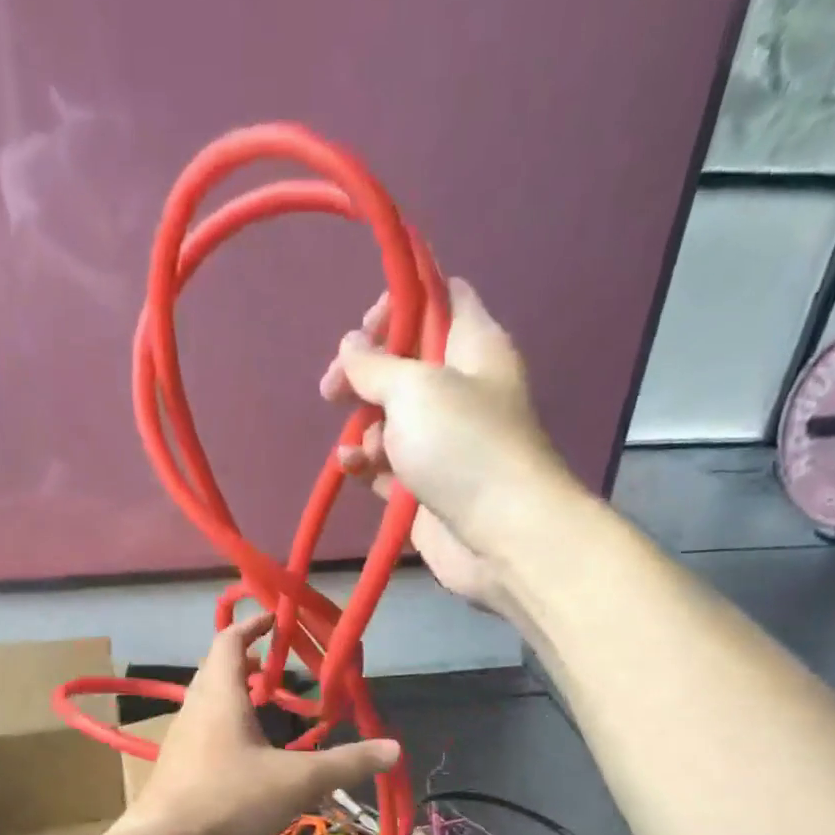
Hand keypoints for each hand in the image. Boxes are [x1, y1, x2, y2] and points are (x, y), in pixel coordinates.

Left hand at [121, 616, 399, 834]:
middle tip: (279, 668)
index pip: (229, 641)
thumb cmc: (231, 797)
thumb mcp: (298, 780)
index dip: (251, 626)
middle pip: (216, 667)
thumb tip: (394, 748)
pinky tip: (245, 751)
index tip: (275, 620)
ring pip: (207, 698)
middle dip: (247, 660)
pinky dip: (225, 720)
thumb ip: (346, 763)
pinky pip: (202, 725)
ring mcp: (180, 735)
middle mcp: (195, 706)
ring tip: (265, 706)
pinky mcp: (175, 762)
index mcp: (220, 694)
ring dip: (235, 692)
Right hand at [319, 278, 582, 611]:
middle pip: (404, 361)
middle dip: (364, 372)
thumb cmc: (463, 446)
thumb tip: (352, 345)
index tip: (364, 327)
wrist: (501, 535)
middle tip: (334, 387)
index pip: (441, 299)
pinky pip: (386, 464)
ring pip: (390, 416)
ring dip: (364, 424)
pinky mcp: (425, 484)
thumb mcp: (415, 388)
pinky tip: (353, 467)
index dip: (401, 302)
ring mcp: (443, 440)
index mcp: (474, 347)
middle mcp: (461, 388)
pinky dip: (367, 462)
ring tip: (355, 442)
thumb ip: (375, 363)